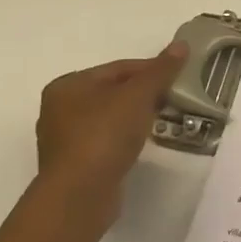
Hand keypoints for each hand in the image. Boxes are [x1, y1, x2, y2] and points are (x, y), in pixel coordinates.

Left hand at [35, 41, 187, 232]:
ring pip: (109, 118)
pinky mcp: (74, 166)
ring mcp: (64, 141)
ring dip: (135, 118)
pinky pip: (105, 142)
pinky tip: (141, 144)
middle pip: (113, 92)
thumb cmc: (104, 135)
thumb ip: (160, 70)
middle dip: (143, 94)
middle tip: (172, 98)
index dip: (151, 70)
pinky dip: (124, 139)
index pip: (118, 68)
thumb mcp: (138, 95)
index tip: (176, 77)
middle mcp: (59, 110)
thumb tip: (181, 45)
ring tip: (162, 121)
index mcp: (68, 85)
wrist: (80, 196)